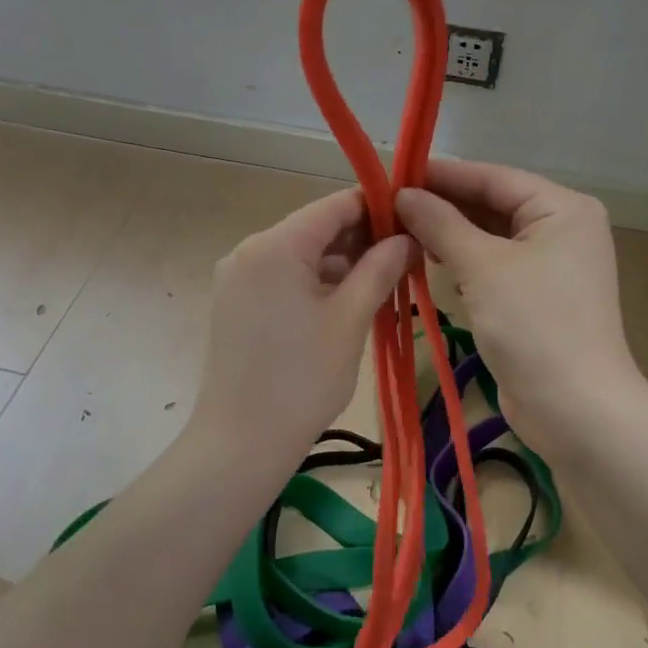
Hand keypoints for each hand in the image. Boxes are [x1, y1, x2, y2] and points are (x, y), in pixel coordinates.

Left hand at [192, 189, 413, 465]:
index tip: (413, 220)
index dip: (376, 207)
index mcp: (275, 245)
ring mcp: (237, 278)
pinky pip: (283, 278)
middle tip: (406, 258)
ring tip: (384, 282)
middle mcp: (249, 251)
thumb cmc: (303, 379)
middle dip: (361, 239)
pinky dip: (315, 283)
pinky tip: (347, 302)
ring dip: (340, 264)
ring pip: (300, 256)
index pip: (333, 206)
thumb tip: (407, 238)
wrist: (242, 442)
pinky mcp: (235, 304)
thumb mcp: (350, 319)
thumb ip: (380, 269)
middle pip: (315, 229)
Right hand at [397, 161, 643, 456]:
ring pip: (491, 238)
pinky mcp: (537, 299)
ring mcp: (551, 267)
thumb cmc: (533, 325)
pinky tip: (428, 260)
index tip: (394, 173)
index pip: (493, 178)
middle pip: (493, 206)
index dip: (443, 174)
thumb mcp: (482, 267)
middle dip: (443, 206)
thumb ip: (440, 224)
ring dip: (449, 235)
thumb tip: (402, 194)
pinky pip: (494, 268)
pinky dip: (464, 263)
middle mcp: (562, 230)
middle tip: (388, 205)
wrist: (574, 408)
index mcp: (562, 209)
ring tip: (398, 230)